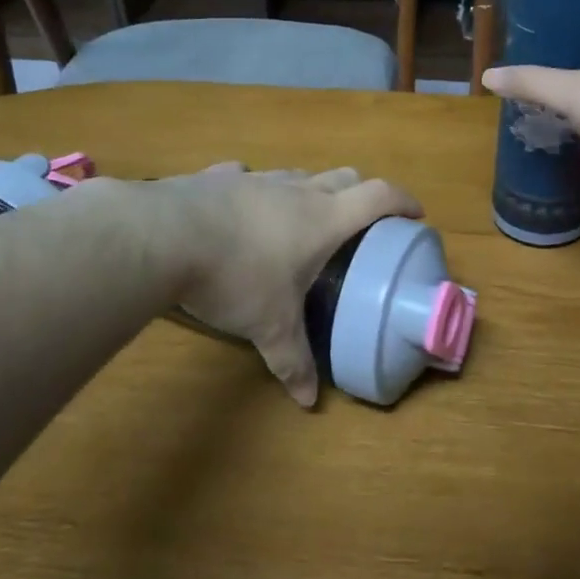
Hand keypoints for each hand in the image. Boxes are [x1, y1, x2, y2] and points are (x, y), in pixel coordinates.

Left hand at [146, 164, 421, 407]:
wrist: (163, 237)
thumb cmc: (235, 278)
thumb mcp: (270, 327)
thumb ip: (293, 362)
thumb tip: (307, 403)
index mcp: (323, 219)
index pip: (378, 197)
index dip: (403, 201)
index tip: (416, 214)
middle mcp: (295, 191)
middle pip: (343, 177)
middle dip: (360, 194)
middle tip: (360, 222)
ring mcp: (254, 178)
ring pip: (295, 175)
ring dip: (307, 191)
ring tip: (300, 219)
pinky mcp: (215, 178)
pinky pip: (244, 176)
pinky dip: (252, 190)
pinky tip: (238, 208)